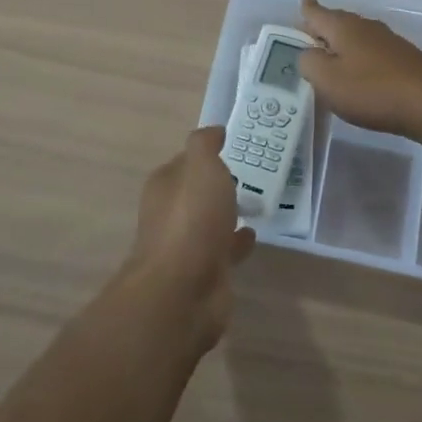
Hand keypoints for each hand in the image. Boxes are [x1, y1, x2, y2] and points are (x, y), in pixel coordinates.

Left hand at [123, 127, 253, 350]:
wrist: (184, 290)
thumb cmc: (191, 219)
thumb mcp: (201, 167)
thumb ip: (205, 146)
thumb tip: (214, 131)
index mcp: (164, 186)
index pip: (184, 162)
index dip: (204, 154)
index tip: (230, 148)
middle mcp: (170, 213)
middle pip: (195, 192)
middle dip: (216, 185)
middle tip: (249, 175)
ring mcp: (186, 245)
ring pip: (210, 222)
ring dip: (227, 213)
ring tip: (257, 202)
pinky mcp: (204, 272)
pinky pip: (223, 249)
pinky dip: (236, 241)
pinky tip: (254, 235)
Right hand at [299, 0, 421, 142]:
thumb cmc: (371, 90)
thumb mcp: (327, 80)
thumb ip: (309, 63)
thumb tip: (308, 53)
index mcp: (343, 27)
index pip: (317, 12)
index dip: (307, 9)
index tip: (303, 1)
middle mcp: (365, 26)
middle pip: (338, 21)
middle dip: (323, 27)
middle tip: (309, 37)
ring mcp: (388, 40)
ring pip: (356, 36)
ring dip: (343, 44)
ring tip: (331, 57)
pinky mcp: (403, 58)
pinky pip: (372, 50)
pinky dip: (360, 57)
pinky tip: (360, 73)